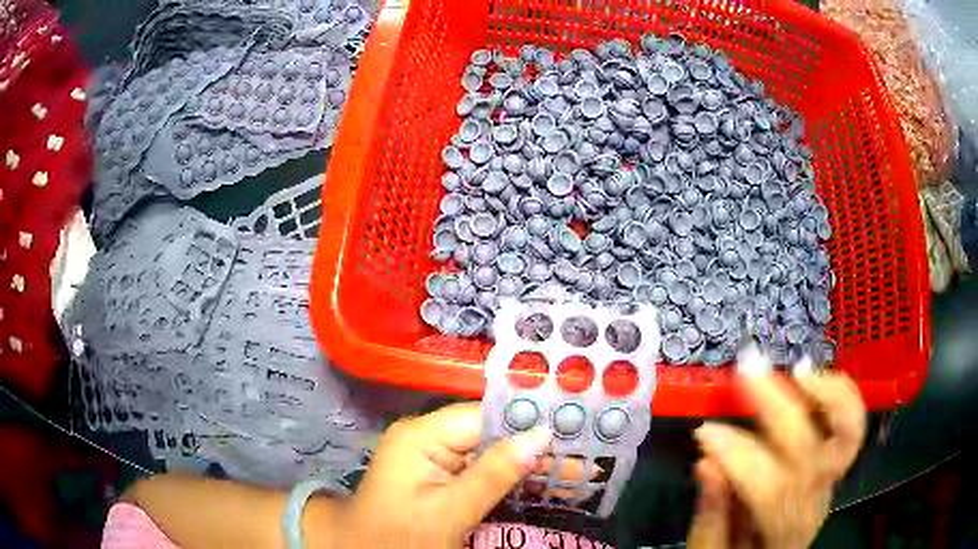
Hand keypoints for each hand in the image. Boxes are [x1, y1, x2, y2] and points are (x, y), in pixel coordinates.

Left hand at [335, 402, 555, 547]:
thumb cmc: (399, 537)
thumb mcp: (448, 512)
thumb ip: (493, 474)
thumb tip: (541, 436)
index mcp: (421, 436)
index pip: (484, 418)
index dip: (527, 424)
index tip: (572, 432)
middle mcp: (428, 437)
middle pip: (492, 435)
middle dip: (535, 450)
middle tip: (584, 461)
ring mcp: (433, 457)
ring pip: (491, 453)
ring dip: (529, 467)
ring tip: (575, 475)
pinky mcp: (440, 476)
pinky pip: (482, 470)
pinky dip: (511, 479)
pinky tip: (543, 485)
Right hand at [687, 372, 865, 548]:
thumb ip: (712, 515)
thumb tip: (707, 463)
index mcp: (782, 532)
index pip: (769, 488)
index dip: (738, 455)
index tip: (704, 432)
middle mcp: (814, 502)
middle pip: (809, 451)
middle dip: (778, 406)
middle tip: (746, 372)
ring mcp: (830, 481)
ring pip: (846, 433)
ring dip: (826, 395)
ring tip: (798, 370)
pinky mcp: (834, 465)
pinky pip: (848, 425)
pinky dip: (839, 395)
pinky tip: (816, 378)